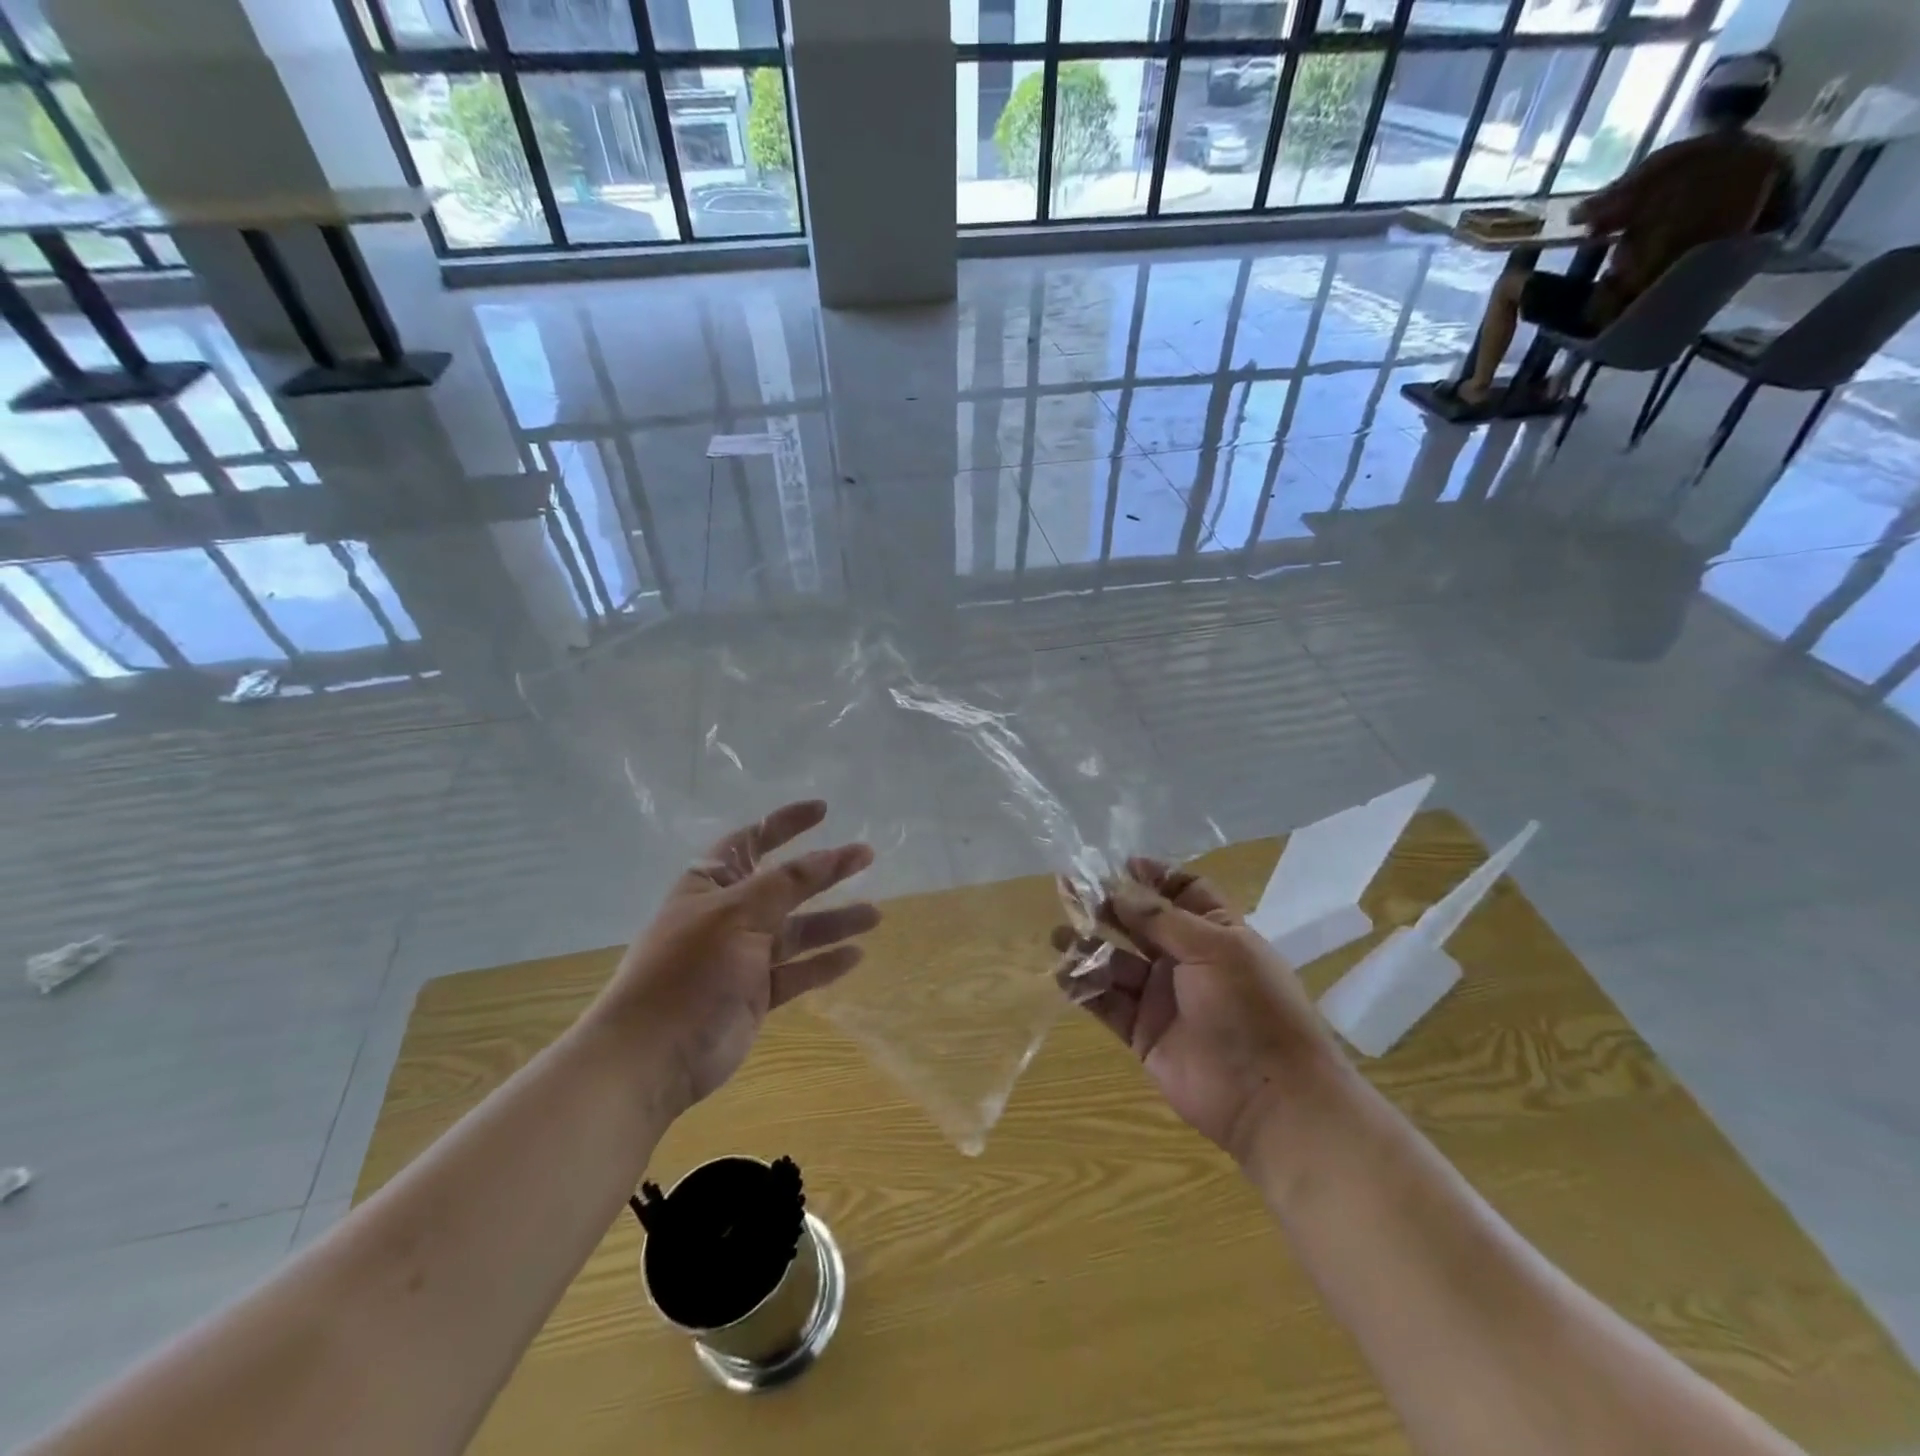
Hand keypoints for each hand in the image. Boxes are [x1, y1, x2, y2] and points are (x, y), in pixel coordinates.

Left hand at [604, 801, 877, 1106]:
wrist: (651, 1056)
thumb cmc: (689, 970)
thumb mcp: (737, 914)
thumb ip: (786, 884)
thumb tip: (827, 855)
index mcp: (712, 884)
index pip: (752, 840)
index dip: (786, 823)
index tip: (824, 810)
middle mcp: (730, 914)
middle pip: (786, 883)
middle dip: (825, 870)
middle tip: (866, 856)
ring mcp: (744, 956)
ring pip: (798, 930)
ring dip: (834, 921)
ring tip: (875, 915)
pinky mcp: (756, 994)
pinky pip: (798, 972)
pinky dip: (824, 964)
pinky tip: (855, 956)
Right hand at [1056, 860, 1331, 1159]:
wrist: (1269, 1099)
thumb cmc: (1251, 1008)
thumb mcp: (1215, 948)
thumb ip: (1161, 919)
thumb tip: (1118, 889)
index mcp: (1215, 932)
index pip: (1183, 891)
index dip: (1152, 876)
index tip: (1117, 864)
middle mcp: (1186, 960)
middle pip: (1140, 923)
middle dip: (1108, 906)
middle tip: (1070, 890)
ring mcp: (1162, 997)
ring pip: (1117, 962)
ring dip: (1089, 946)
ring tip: (1060, 935)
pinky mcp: (1142, 1032)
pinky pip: (1107, 1002)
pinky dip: (1084, 988)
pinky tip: (1063, 973)